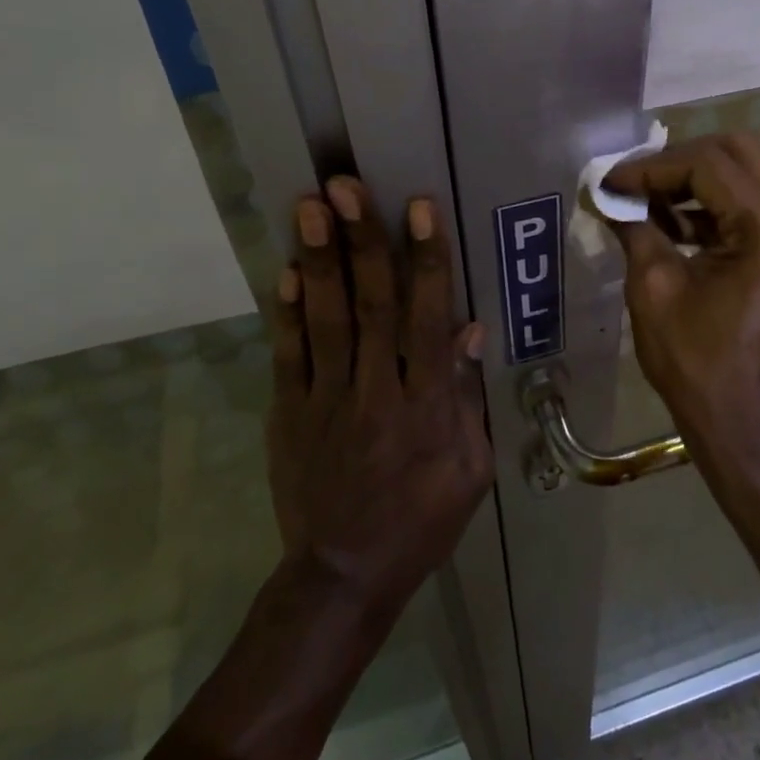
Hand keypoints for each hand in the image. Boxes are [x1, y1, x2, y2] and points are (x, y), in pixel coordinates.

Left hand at [267, 177, 492, 616]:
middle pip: (371, 306)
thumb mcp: (471, 467)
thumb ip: (466, 396)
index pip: (428, 319)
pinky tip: (288, 268)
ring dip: (320, 259)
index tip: (418, 208)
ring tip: (311, 207)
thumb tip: (467, 329)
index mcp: (427, 405)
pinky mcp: (289, 414)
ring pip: (326, 320)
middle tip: (346, 186)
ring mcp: (326, 401)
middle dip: (361, 241)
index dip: (425, 260)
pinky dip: (287, 311)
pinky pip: (288, 355)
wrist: (344, 574)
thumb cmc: (422, 518)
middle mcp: (376, 392)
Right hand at [603, 134, 759, 466]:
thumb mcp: (654, 290)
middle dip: (678, 162)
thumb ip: (635, 228)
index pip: (708, 165)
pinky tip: (677, 222)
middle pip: (737, 154)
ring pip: (750, 175)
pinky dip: (718, 205)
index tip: (611, 182)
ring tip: (648, 201)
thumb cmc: (698, 367)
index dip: (652, 167)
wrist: (750, 428)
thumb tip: (608, 194)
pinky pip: (759, 205)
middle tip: (634, 183)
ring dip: (697, 181)